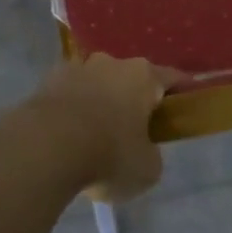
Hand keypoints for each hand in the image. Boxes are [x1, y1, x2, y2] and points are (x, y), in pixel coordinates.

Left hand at [27, 54, 170, 201]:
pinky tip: (67, 135)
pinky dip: (71, 110)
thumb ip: (151, 155)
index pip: (172, 77)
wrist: (46, 147)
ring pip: (97, 83)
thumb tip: (142, 151)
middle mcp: (112, 63)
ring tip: (94, 133)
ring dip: (99, 101)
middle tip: (135, 127)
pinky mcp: (47, 81)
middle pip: (131, 78)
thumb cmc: (108, 154)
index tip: (186, 101)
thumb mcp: (147, 169)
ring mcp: (77, 68)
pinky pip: (68, 95)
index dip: (181, 90)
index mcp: (144, 76)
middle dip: (133, 98)